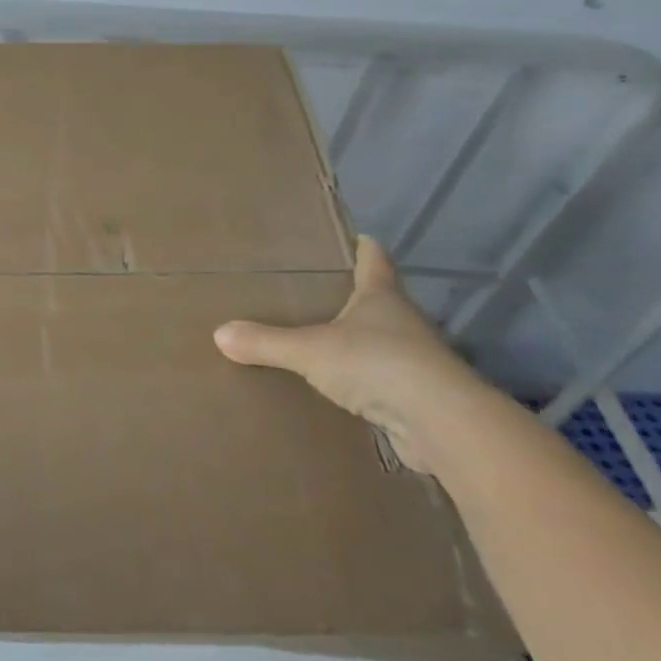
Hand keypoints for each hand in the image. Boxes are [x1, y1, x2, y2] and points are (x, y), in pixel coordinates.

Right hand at [214, 236, 497, 473]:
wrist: (441, 424)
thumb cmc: (377, 364)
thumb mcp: (310, 350)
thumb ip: (266, 342)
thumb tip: (219, 333)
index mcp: (382, 298)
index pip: (375, 263)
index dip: (366, 249)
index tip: (361, 237)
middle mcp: (404, 324)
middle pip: (380, 302)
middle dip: (356, 298)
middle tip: (322, 292)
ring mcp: (416, 363)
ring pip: (383, 344)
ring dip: (361, 343)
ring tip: (324, 342)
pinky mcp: (419, 400)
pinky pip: (382, 383)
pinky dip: (364, 383)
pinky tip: (341, 390)